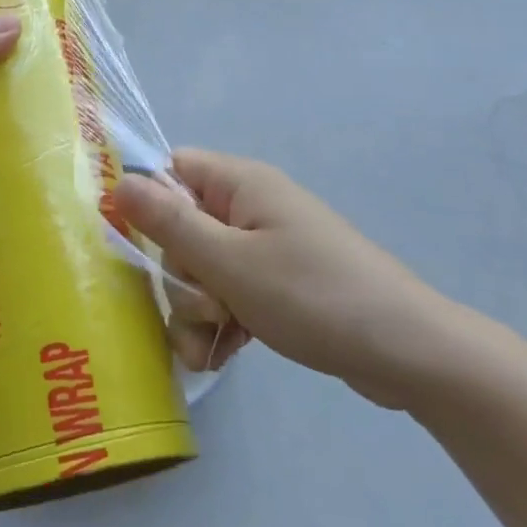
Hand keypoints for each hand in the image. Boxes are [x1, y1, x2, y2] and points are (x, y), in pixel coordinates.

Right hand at [113, 150, 470, 409]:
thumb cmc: (312, 296)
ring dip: (196, 310)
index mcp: (241, 184)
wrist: (407, 354)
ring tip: (208, 349)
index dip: (150, 204)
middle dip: (180, 277)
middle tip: (202, 309)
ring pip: (204, 268)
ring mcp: (267, 247)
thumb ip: (170, 223)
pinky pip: (231, 293)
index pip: (174, 170)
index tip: (140, 247)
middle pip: (184, 228)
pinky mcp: (279, 284)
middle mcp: (252, 207)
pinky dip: (222, 322)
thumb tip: (119, 180)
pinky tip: (222, 356)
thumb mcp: (230, 263)